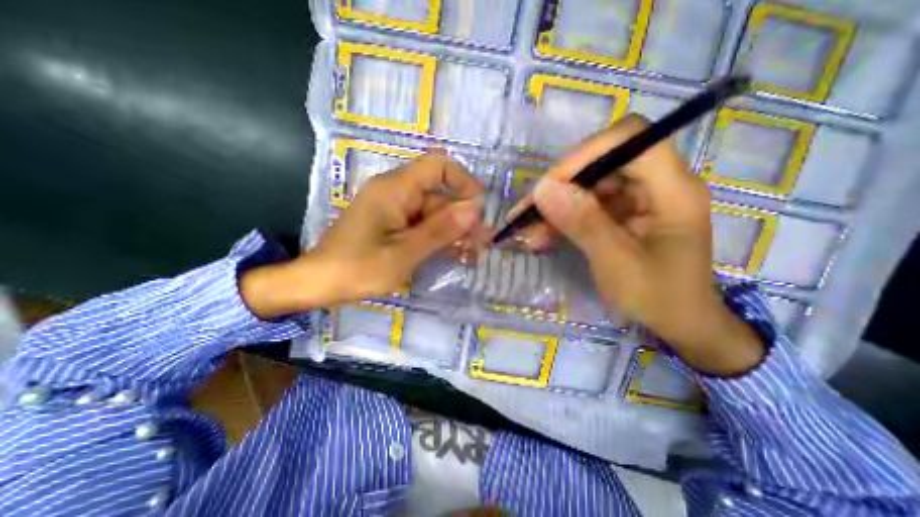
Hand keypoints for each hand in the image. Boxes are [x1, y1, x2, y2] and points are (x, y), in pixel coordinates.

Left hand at [240, 149, 483, 318]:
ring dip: (454, 230)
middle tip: (482, 242)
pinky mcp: (393, 224)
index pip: (438, 166)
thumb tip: (474, 209)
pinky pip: (422, 224)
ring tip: (474, 252)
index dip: (463, 182)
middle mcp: (396, 192)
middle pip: (439, 194)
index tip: (478, 208)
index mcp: (395, 189)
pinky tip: (455, 253)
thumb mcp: (404, 253)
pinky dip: (439, 237)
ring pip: (433, 212)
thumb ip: (440, 230)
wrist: (319, 283)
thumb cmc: (358, 269)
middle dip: (462, 216)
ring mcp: (394, 209)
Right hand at [514, 116, 765, 375]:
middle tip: (528, 212)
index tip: (550, 185)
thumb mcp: (616, 262)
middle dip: (561, 186)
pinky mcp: (622, 213)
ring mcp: (637, 199)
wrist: (679, 323)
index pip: (629, 139)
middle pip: (601, 162)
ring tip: (528, 231)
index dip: (586, 153)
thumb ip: (582, 223)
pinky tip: (542, 236)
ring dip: (556, 206)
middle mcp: (656, 184)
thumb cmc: (658, 298)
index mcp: (672, 189)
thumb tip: (543, 189)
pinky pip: (587, 205)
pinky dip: (563, 219)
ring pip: (588, 185)